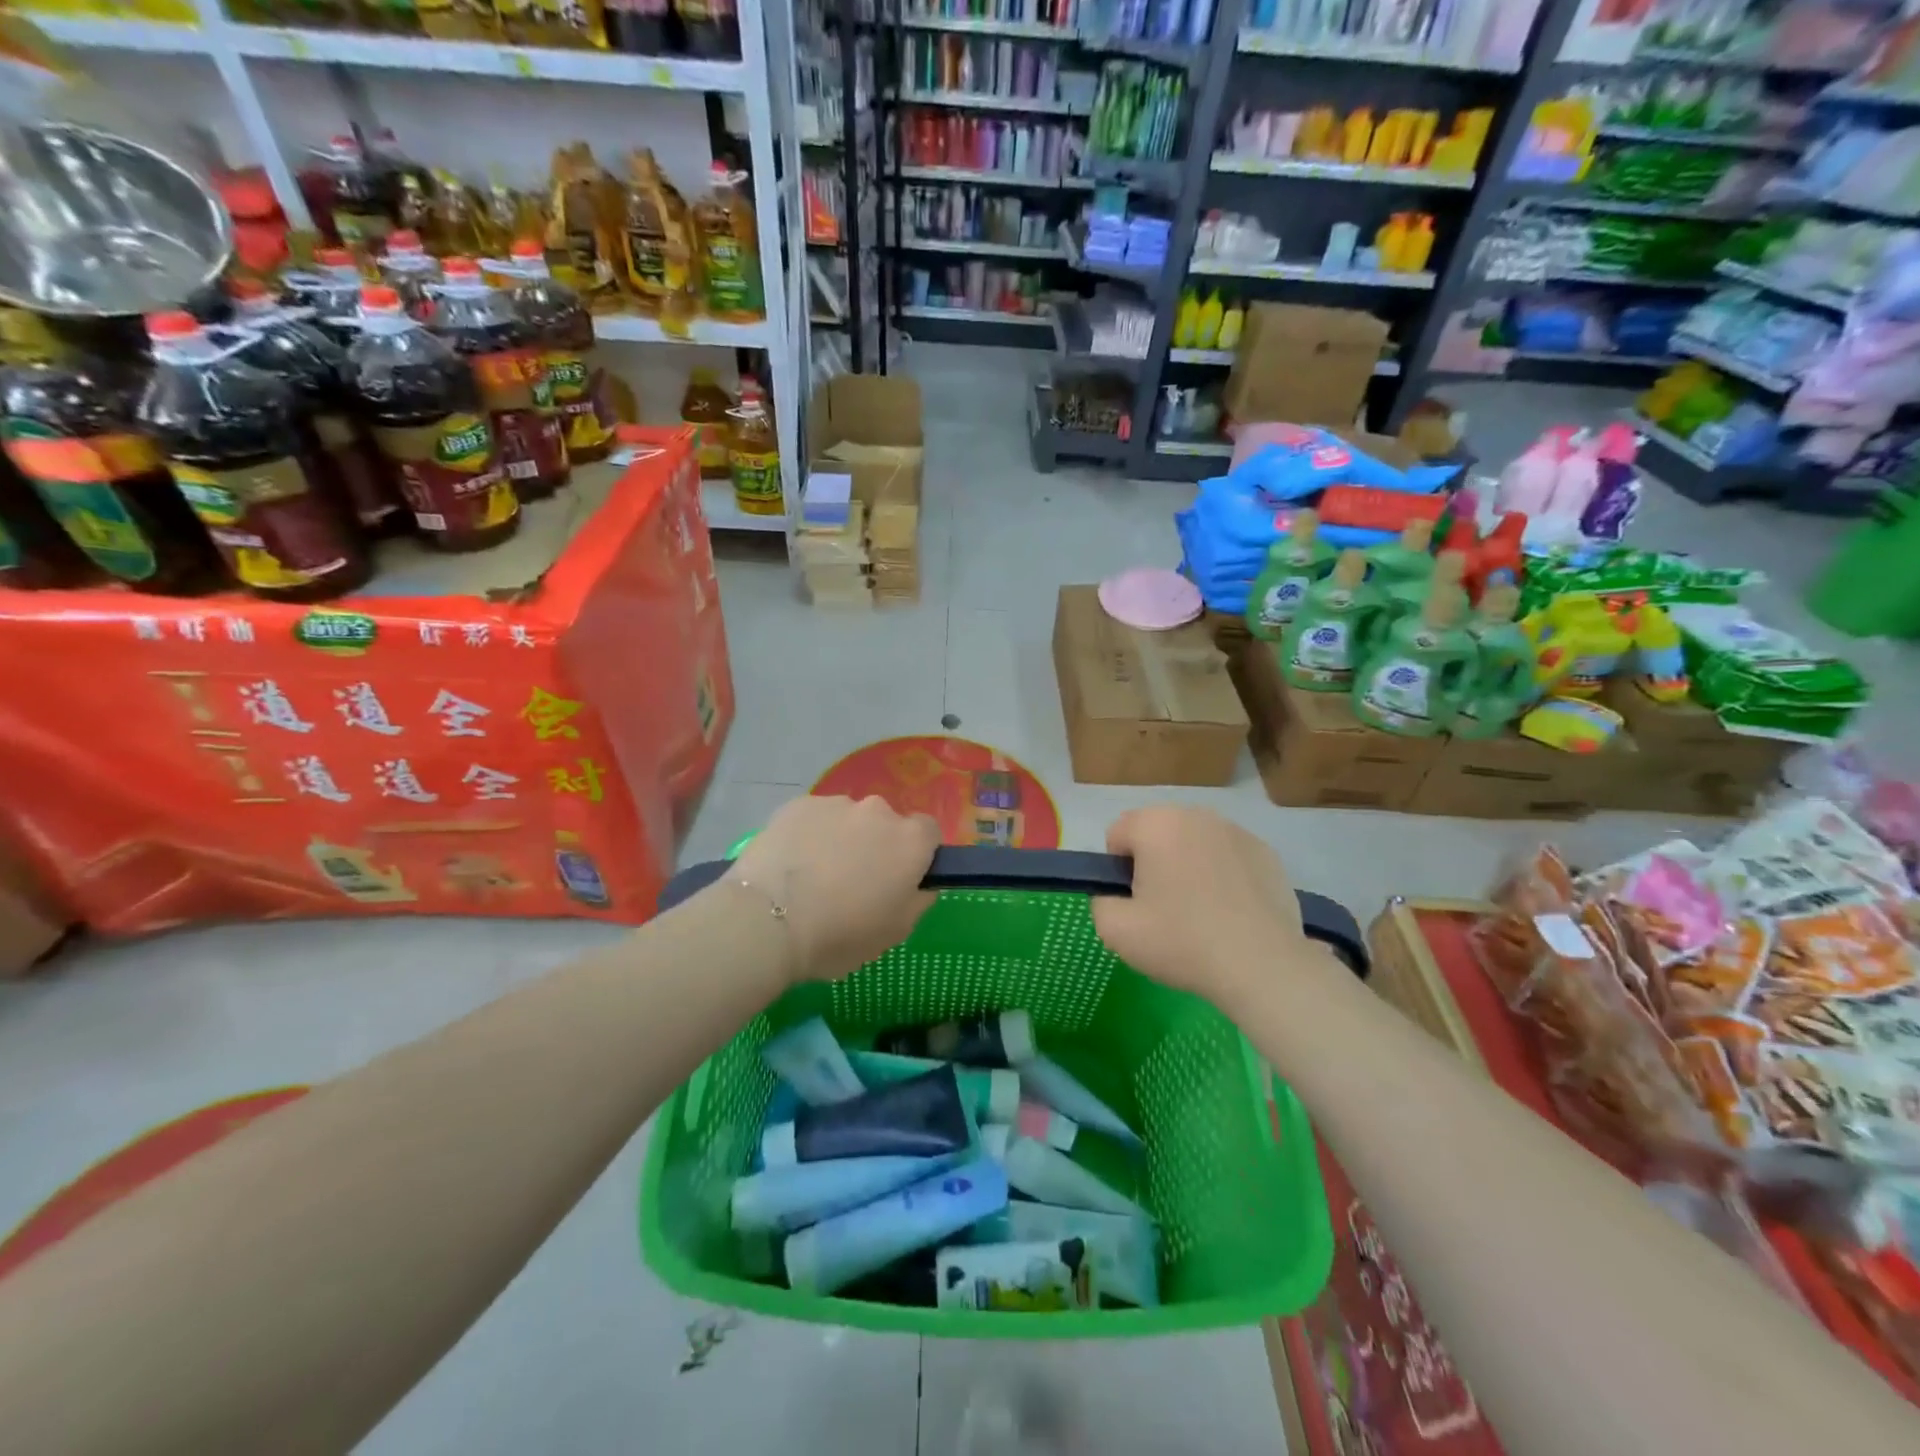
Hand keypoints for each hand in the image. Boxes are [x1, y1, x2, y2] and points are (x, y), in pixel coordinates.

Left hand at [728, 795, 938, 981]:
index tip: (899, 879)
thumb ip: (919, 899)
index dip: (917, 855)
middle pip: (885, 824)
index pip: (928, 832)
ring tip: (813, 877)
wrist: (766, 921)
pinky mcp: (797, 804)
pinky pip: (813, 819)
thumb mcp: (896, 932)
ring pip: (847, 820)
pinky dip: (808, 836)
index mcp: (910, 840)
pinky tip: (790, 865)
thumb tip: (920, 882)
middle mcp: (878, 811)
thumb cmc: (840, 934)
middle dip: (875, 846)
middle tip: (853, 883)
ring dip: (840, 839)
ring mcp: (835, 803)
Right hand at [1091, 806, 1319, 1010]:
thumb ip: (1100, 902)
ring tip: (1201, 911)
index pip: (1118, 833)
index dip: (1118, 869)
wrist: (1262, 966)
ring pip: (1194, 843)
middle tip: (1164, 907)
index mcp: (1156, 824)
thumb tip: (1115, 895)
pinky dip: (1223, 875)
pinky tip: (1231, 912)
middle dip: (1154, 862)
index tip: (1135, 901)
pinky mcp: (1267, 853)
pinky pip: (1228, 857)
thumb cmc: (1182, 942)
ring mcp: (1237, 831)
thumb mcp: (1115, 931)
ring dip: (1188, 865)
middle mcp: (1196, 815)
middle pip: (1157, 833)